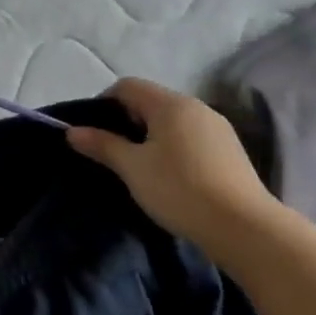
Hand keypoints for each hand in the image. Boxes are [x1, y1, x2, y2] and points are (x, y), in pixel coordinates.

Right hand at [66, 77, 278, 251]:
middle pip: (151, 101)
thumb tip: (72, 131)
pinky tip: (169, 176)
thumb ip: (102, 145)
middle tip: (112, 152)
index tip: (93, 132)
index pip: (127, 86)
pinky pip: (191, 138)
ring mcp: (218, 129)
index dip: (104, 102)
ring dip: (150, 136)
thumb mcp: (132, 168)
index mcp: (171, 104)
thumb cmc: (179, 189)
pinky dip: (173, 148)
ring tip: (139, 167)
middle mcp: (197, 107)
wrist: (243, 228)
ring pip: (172, 121)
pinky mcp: (230, 151)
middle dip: (127, 120)